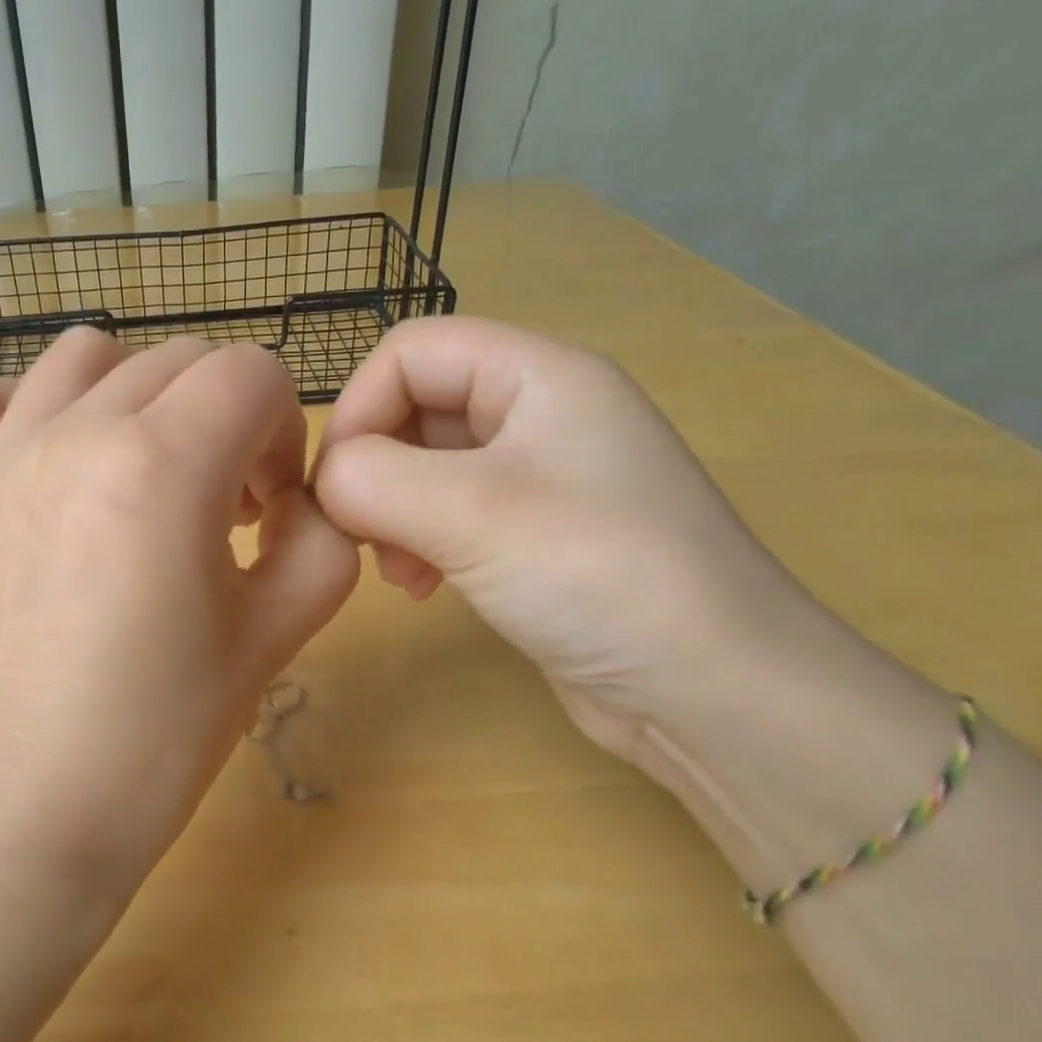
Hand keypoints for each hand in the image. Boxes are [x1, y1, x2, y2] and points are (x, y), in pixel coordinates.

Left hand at [0, 329, 358, 914]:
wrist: (36, 806)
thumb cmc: (164, 729)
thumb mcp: (282, 629)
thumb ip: (325, 532)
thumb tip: (299, 491)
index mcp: (161, 465)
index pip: (253, 373)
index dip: (284, 430)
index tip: (272, 505)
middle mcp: (73, 432)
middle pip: (179, 360)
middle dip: (225, 418)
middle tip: (224, 507)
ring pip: (85, 355)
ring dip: (138, 396)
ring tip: (143, 474)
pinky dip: (24, 406)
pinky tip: (49, 462)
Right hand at [313, 317, 837, 781]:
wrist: (714, 692)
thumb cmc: (597, 575)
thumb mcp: (470, 512)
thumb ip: (372, 478)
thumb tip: (327, 484)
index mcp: (539, 375)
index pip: (411, 350)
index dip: (359, 406)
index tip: (337, 486)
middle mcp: (540, 413)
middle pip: (415, 406)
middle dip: (374, 469)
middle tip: (363, 536)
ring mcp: (540, 478)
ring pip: (426, 465)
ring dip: (391, 512)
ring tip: (397, 570)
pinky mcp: (535, 535)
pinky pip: (450, 513)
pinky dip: (419, 542)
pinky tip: (422, 587)